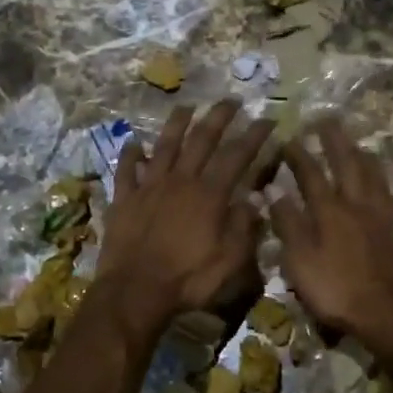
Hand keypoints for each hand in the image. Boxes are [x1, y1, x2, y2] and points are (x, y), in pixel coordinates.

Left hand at [95, 100, 275, 334]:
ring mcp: (149, 187)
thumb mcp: (229, 261)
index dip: (254, 136)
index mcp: (209, 195)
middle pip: (201, 140)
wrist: (135, 291)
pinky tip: (134, 143)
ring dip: (177, 124)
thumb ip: (243, 228)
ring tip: (186, 107)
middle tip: (230, 100)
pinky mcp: (124, 199)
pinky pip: (126, 170)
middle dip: (218, 117)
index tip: (268, 119)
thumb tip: (253, 201)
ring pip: (164, 146)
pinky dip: (130, 154)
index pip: (237, 156)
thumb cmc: (188, 280)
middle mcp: (180, 181)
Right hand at [270, 118, 392, 342]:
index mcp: (329, 210)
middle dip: (334, 141)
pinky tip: (378, 183)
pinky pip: (385, 195)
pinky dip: (379, 180)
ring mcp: (378, 217)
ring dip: (361, 155)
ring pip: (371, 176)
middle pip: (347, 164)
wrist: (382, 311)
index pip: (311, 174)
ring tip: (356, 143)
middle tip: (327, 120)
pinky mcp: (391, 232)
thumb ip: (287, 223)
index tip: (288, 137)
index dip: (298, 155)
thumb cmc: (334, 288)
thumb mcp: (299, 259)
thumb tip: (273, 191)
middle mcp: (355, 205)